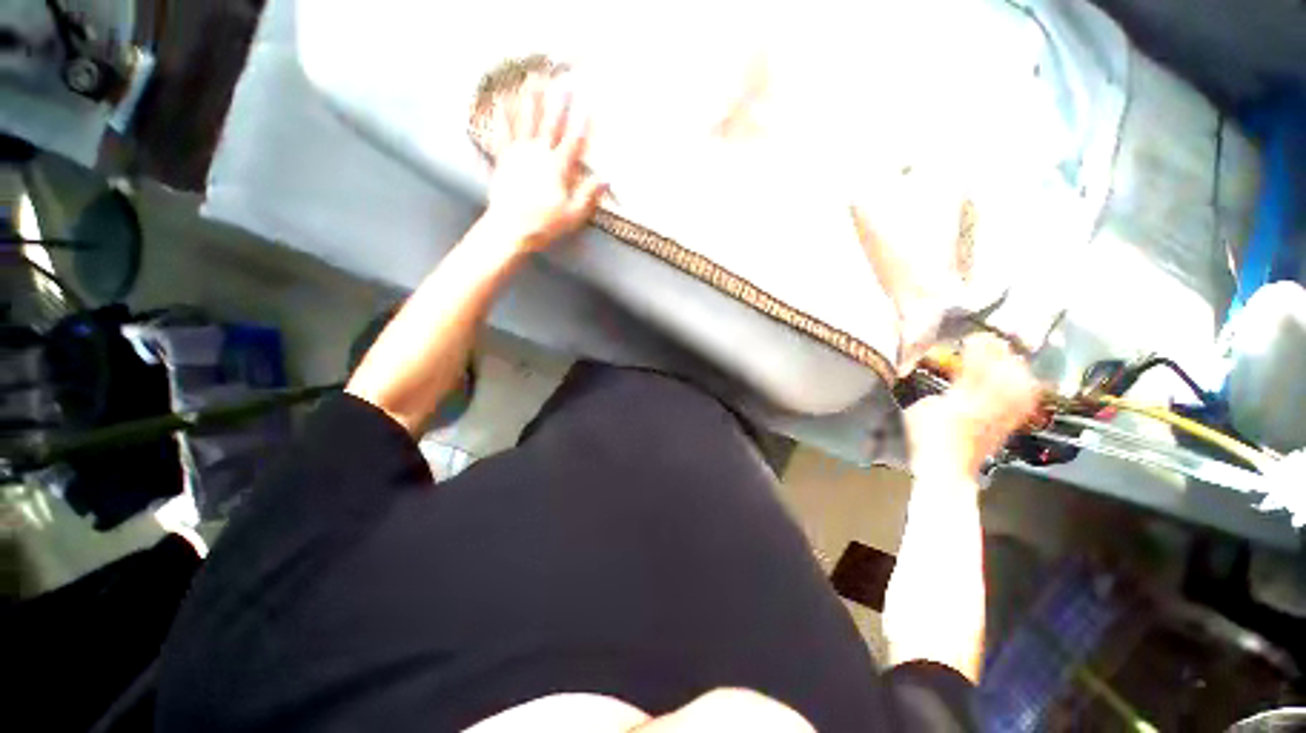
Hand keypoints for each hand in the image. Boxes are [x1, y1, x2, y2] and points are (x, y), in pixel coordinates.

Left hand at [485, 76, 606, 251]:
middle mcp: (539, 154)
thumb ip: (588, 195)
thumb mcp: (573, 215)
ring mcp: (519, 153)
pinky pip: (503, 132)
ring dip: (530, 98)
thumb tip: (606, 180)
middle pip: (550, 124)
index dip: (582, 125)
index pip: (574, 142)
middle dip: (558, 102)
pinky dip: (502, 114)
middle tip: (562, 82)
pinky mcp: (504, 158)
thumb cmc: (545, 224)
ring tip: (532, 78)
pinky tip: (501, 99)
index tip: (589, 107)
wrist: (511, 228)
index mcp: (558, 168)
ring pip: (526, 120)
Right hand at [905, 334, 1041, 476]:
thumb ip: (931, 389)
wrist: (947, 471)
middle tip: (994, 340)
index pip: (977, 368)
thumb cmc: (927, 440)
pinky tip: (1026, 379)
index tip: (974, 336)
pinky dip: (1027, 387)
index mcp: (962, 400)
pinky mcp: (1008, 424)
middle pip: (1004, 374)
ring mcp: (1002, 416)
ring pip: (1020, 386)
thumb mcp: (919, 409)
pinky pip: (1025, 402)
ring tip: (1010, 355)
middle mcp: (988, 406)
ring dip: (1016, 368)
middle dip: (1001, 353)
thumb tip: (939, 375)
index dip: (978, 349)